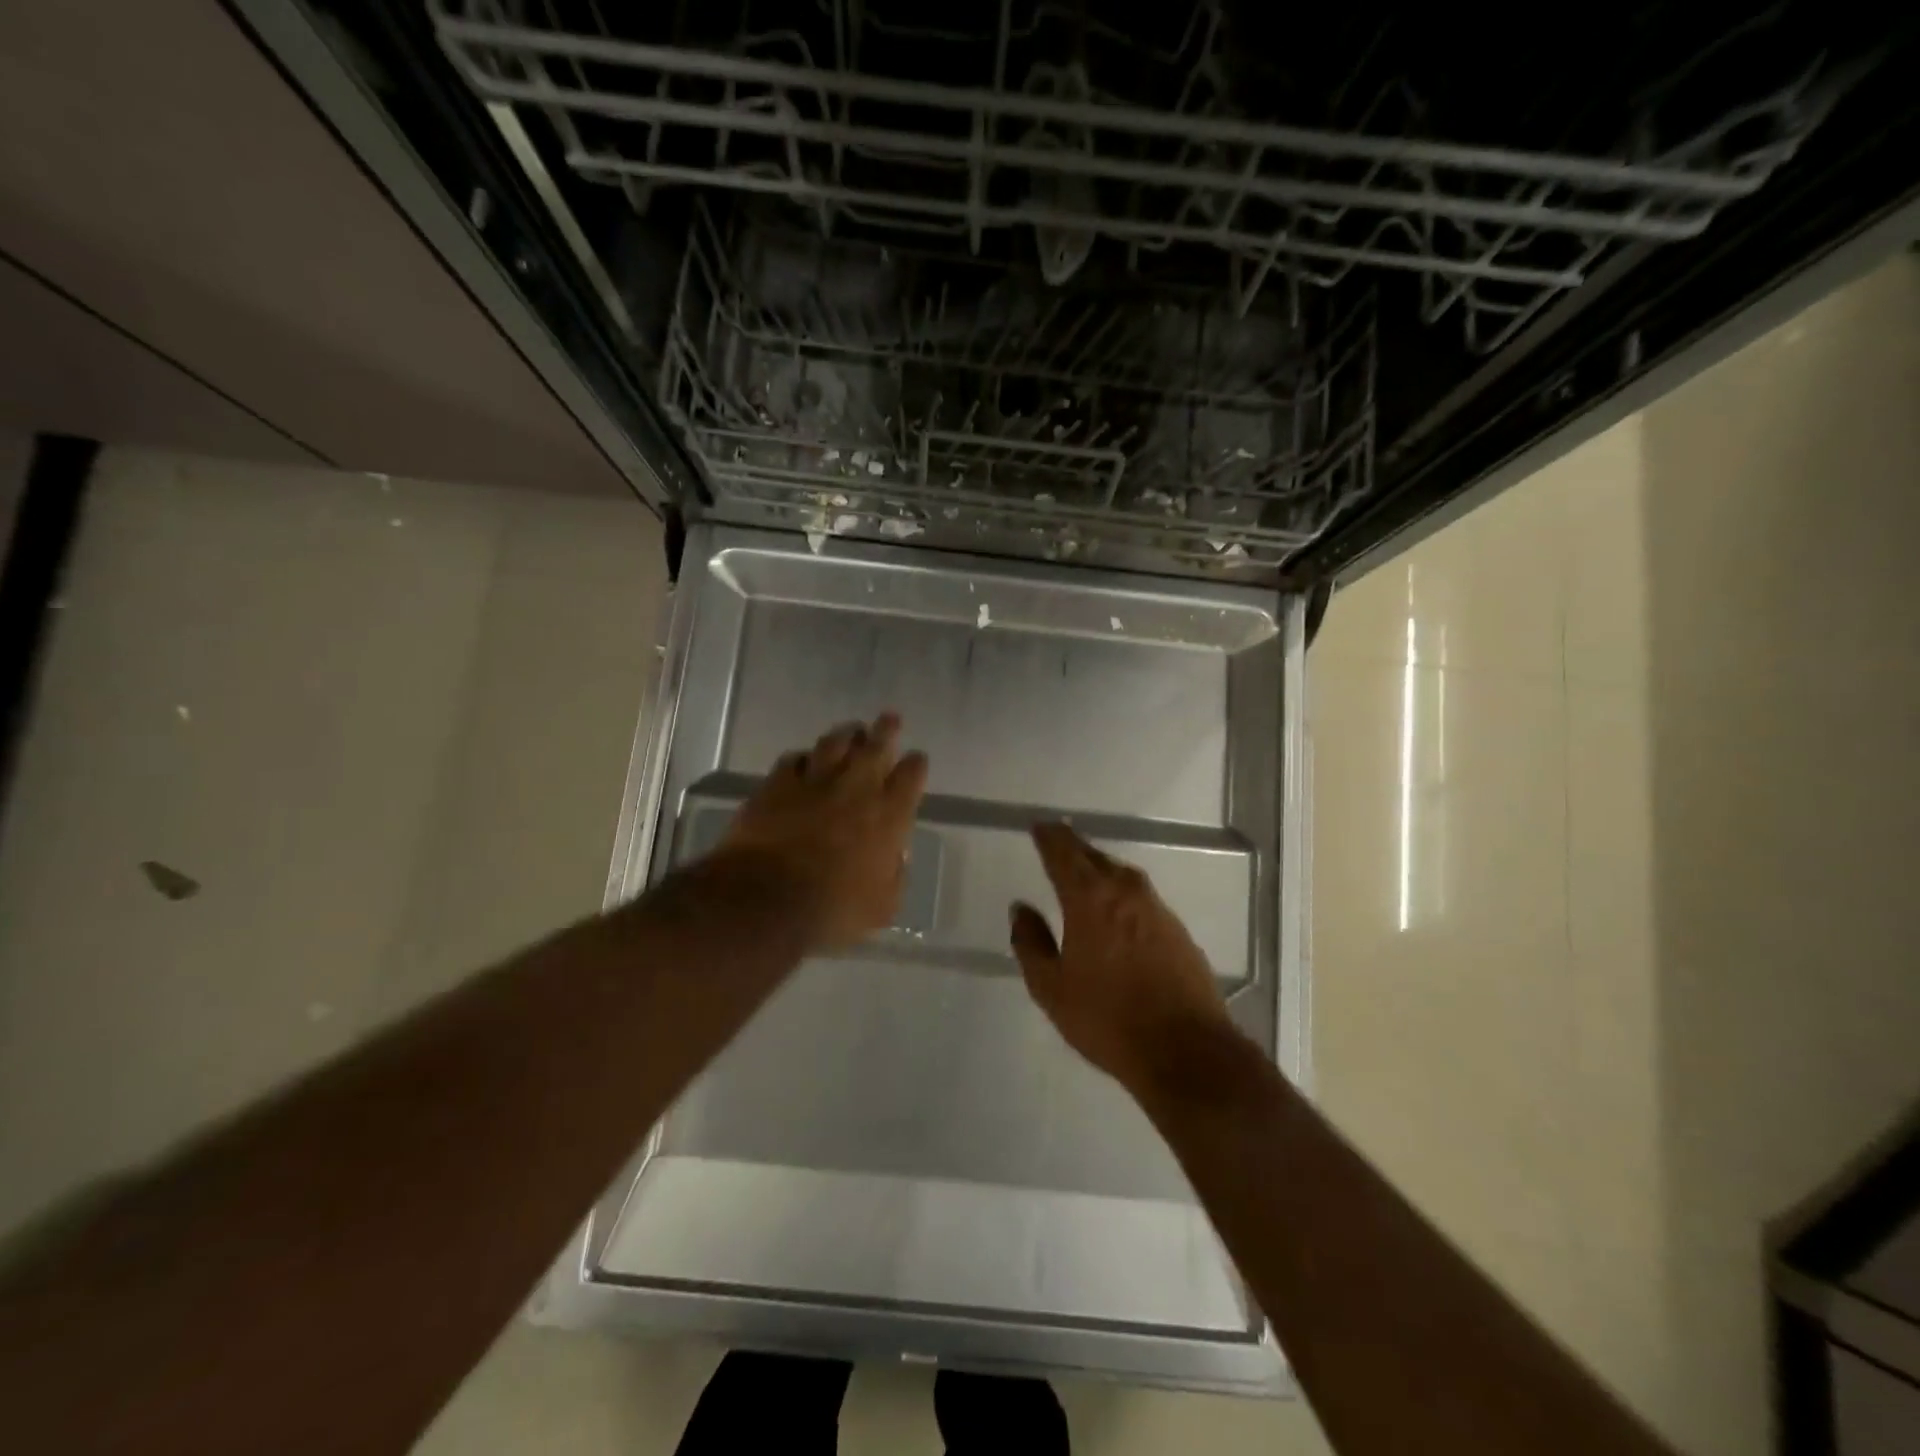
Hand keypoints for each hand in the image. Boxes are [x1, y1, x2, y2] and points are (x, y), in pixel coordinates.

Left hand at [720, 712, 928, 952]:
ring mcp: (814, 781)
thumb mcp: (882, 907)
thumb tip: (895, 856)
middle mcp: (857, 788)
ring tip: (851, 731)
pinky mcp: (777, 784)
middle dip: (886, 730)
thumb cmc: (832, 909)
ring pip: (834, 743)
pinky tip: (803, 760)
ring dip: (846, 735)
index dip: (916, 764)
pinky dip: (803, 757)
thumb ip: (895, 876)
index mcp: (889, 815)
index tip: (916, 759)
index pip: (911, 776)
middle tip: (890, 719)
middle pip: (876, 746)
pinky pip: (794, 759)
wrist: (766, 898)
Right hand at [1010, 823, 1233, 1095]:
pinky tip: (1117, 910)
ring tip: (1084, 872)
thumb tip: (1021, 909)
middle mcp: (1126, 892)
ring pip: (1121, 876)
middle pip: (1095, 858)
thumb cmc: (1108, 1019)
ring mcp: (1157, 909)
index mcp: (1090, 898)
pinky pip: (1141, 898)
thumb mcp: (1052, 988)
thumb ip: (1031, 943)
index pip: (1064, 853)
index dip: (1049, 837)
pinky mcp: (1178, 931)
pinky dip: (1122, 894)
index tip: (1039, 826)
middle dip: (1073, 847)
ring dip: (1100, 869)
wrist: (1186, 1051)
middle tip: (1057, 841)